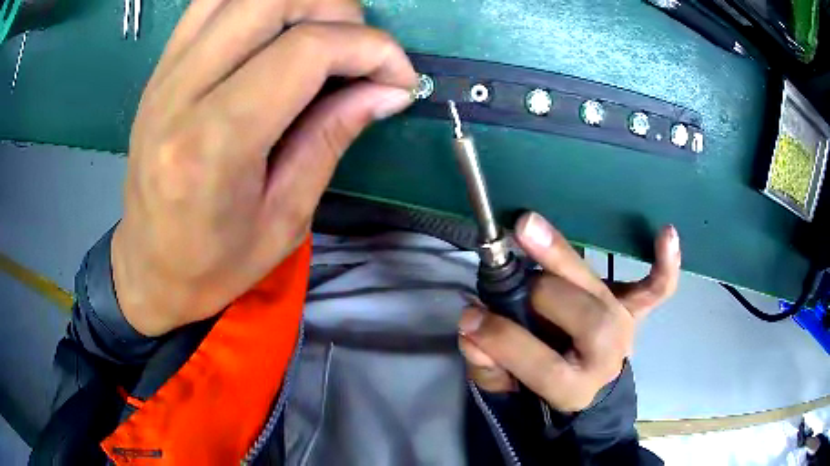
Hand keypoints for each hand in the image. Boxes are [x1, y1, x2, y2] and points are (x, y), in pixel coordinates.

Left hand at [112, 0, 416, 335]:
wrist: (149, 268)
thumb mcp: (286, 218)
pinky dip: (257, 4)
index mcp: (212, 144)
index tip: (399, 77)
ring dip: (298, 1)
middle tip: (357, 52)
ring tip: (321, 37)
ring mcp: (164, 73)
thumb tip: (389, 89)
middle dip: (337, 11)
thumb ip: (333, 137)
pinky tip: (275, 31)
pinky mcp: (160, 68)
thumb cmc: (214, 264)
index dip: (371, 49)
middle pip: (273, 0)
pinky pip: (212, 3)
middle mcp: (180, 92)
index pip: (305, 50)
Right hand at [458, 212, 680, 411]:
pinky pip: (656, 288)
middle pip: (584, 318)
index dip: (503, 339)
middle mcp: (607, 356)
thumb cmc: (542, 385)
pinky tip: (666, 232)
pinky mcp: (635, 309)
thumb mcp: (507, 388)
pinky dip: (665, 263)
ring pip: (602, 293)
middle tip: (509, 279)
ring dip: (564, 259)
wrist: (587, 384)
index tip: (470, 317)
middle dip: (541, 294)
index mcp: (573, 387)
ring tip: (528, 228)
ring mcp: (625, 328)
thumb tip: (473, 329)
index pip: (541, 363)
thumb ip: (487, 366)